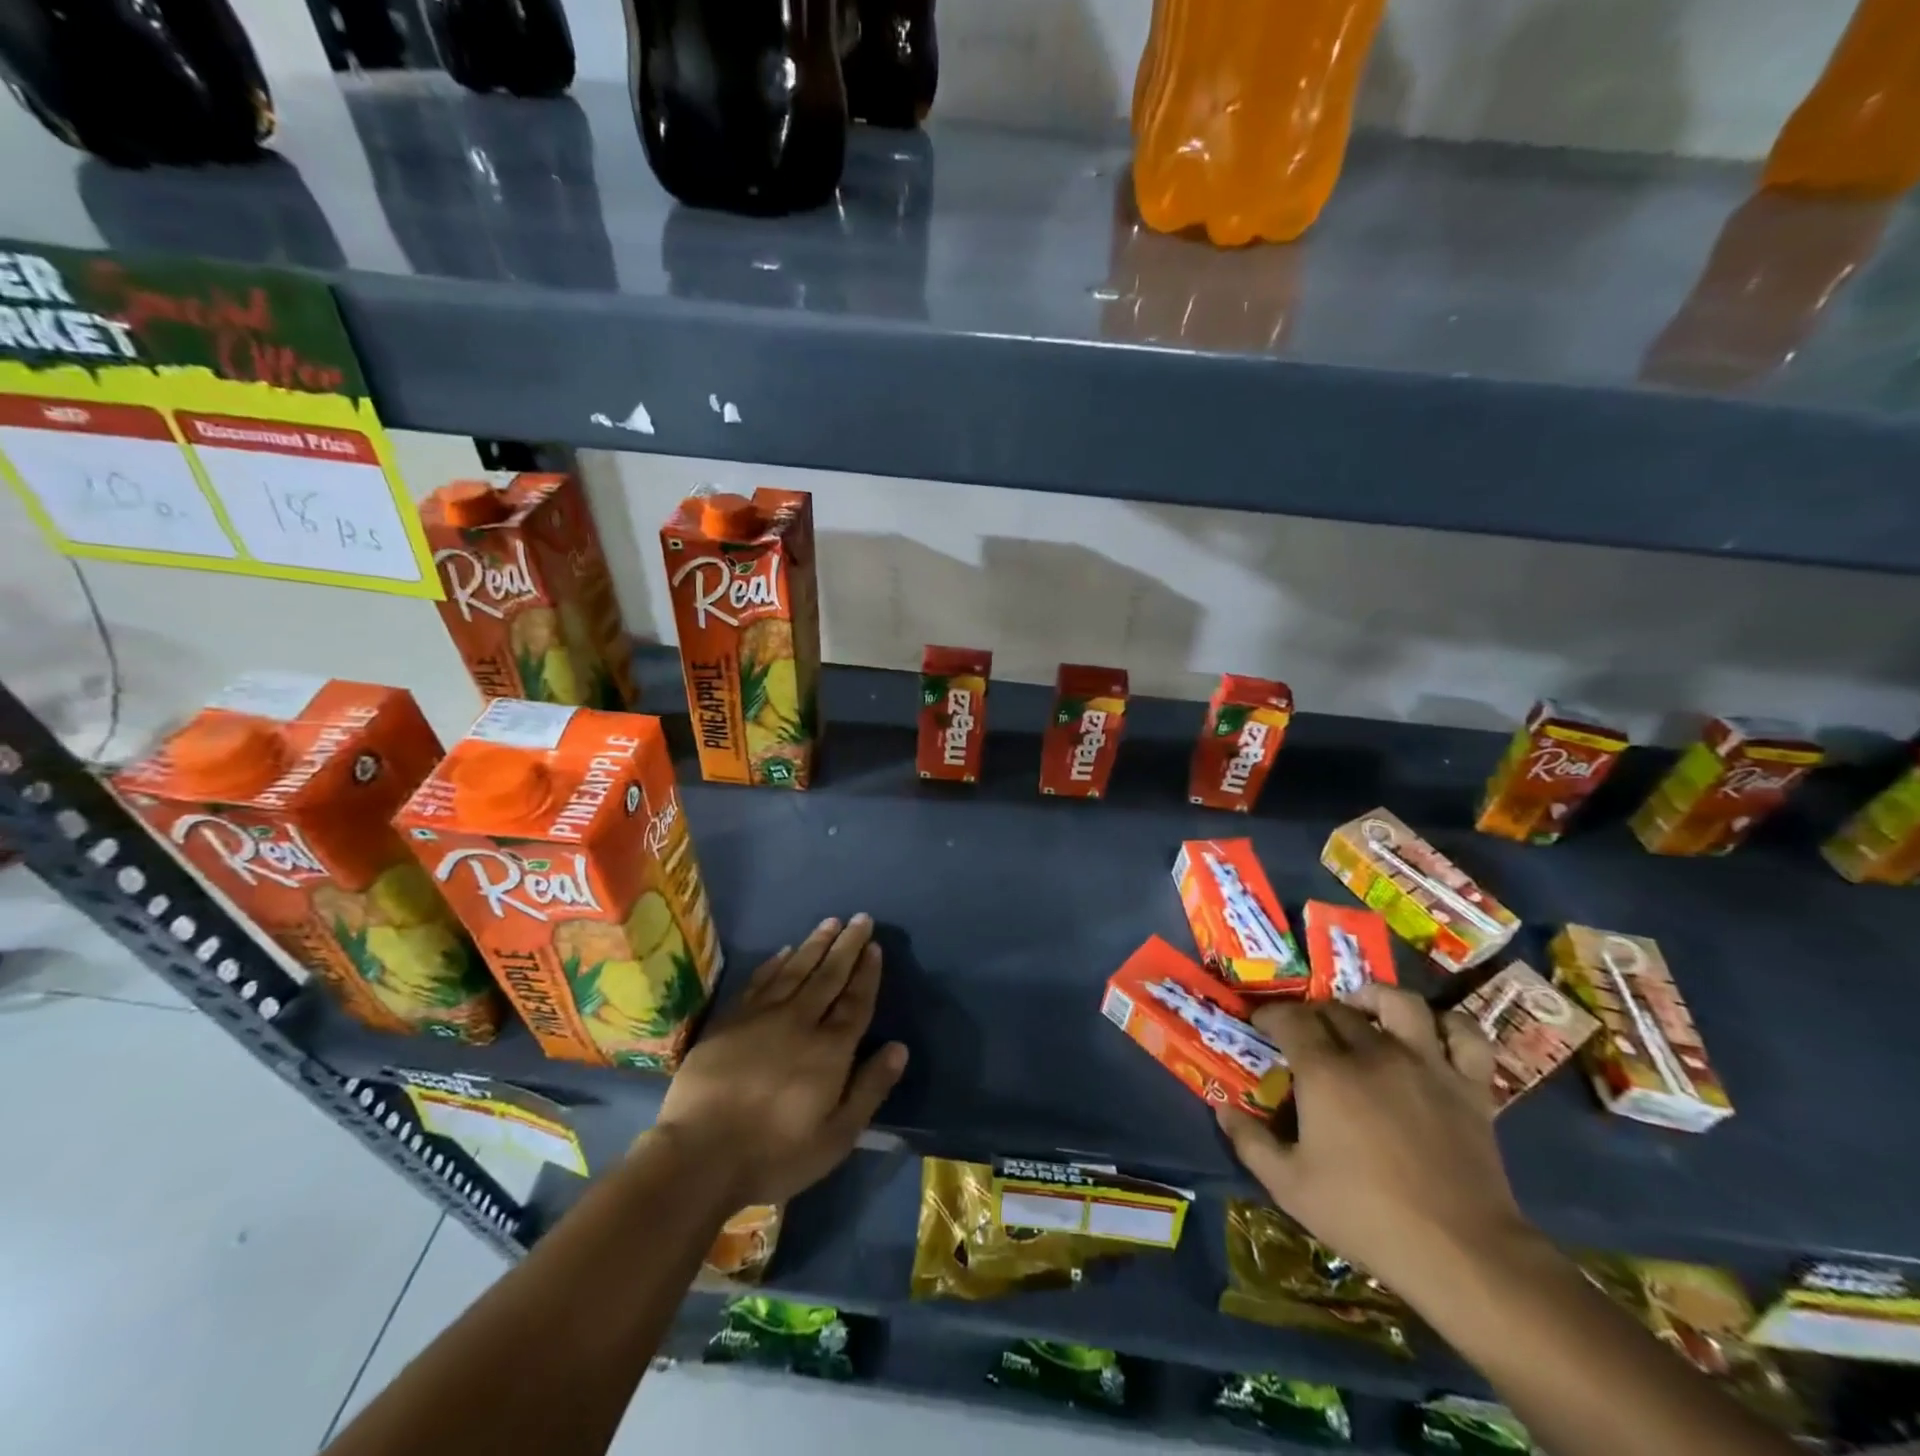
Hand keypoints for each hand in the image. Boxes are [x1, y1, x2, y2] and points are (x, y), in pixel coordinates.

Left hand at [654, 914, 907, 1206]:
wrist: (699, 1156)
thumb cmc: (775, 1153)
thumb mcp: (836, 1136)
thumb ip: (870, 1088)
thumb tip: (899, 1048)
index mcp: (830, 1049)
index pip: (855, 1002)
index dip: (867, 973)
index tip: (875, 947)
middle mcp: (799, 1022)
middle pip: (828, 976)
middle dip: (847, 946)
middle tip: (860, 919)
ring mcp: (761, 1018)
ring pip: (794, 970)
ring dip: (815, 944)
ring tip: (830, 922)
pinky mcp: (729, 1021)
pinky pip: (758, 982)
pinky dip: (774, 963)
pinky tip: (784, 950)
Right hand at [1215, 983, 1531, 1303]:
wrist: (1462, 1254)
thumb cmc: (1366, 1216)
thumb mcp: (1289, 1186)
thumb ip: (1250, 1141)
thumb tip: (1222, 1108)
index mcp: (1326, 1073)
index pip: (1290, 1019)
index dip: (1271, 1016)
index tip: (1261, 1025)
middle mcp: (1374, 1053)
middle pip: (1337, 1010)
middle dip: (1313, 1014)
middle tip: (1304, 1034)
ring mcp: (1426, 1065)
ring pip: (1399, 1002)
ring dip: (1374, 999)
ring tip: (1363, 1011)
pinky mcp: (1469, 1086)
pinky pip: (1465, 1034)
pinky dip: (1447, 1025)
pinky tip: (1430, 1034)